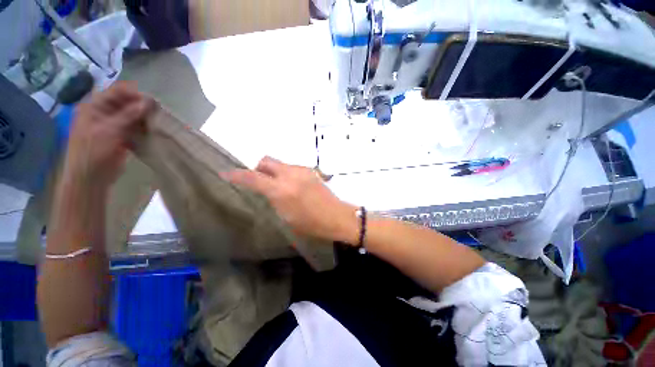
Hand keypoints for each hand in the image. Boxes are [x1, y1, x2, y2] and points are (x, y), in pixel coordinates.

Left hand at [64, 81, 151, 189]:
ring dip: (145, 118)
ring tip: (159, 123)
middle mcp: (104, 112)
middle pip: (126, 103)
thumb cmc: (93, 152)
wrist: (90, 177)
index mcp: (95, 106)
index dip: (135, 95)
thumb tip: (149, 101)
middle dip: (142, 107)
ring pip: (132, 115)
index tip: (153, 103)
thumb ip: (129, 115)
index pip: (117, 92)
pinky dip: (144, 128)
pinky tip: (153, 131)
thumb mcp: (110, 130)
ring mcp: (113, 125)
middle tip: (159, 114)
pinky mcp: (121, 136)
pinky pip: (135, 127)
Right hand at [223, 157, 359, 243]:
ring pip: (280, 164)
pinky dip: (286, 173)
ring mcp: (302, 170)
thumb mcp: (286, 217)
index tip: (226, 173)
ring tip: (279, 186)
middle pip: (266, 160)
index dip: (237, 175)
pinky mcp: (310, 171)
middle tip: (259, 181)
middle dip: (258, 168)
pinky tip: (292, 186)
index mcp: (281, 190)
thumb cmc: (311, 223)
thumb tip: (267, 191)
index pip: (253, 178)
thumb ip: (274, 199)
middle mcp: (290, 175)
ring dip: (274, 172)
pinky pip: (292, 168)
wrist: (335, 216)